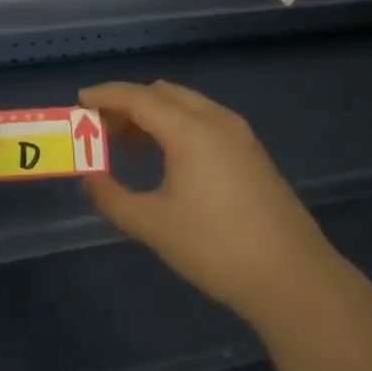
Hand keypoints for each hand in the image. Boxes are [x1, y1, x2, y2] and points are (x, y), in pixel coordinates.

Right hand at [79, 80, 334, 326]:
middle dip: (128, 103)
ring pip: (187, 104)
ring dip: (154, 114)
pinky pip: (205, 120)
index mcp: (189, 130)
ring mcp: (239, 134)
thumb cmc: (215, 248)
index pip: (138, 97)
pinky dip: (177, 125)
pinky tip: (167, 158)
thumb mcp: (152, 225)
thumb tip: (89, 180)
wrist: (292, 277)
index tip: (80, 100)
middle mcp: (216, 119)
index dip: (105, 95)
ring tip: (129, 145)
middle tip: (101, 128)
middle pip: (163, 93)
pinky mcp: (252, 152)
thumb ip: (112, 198)